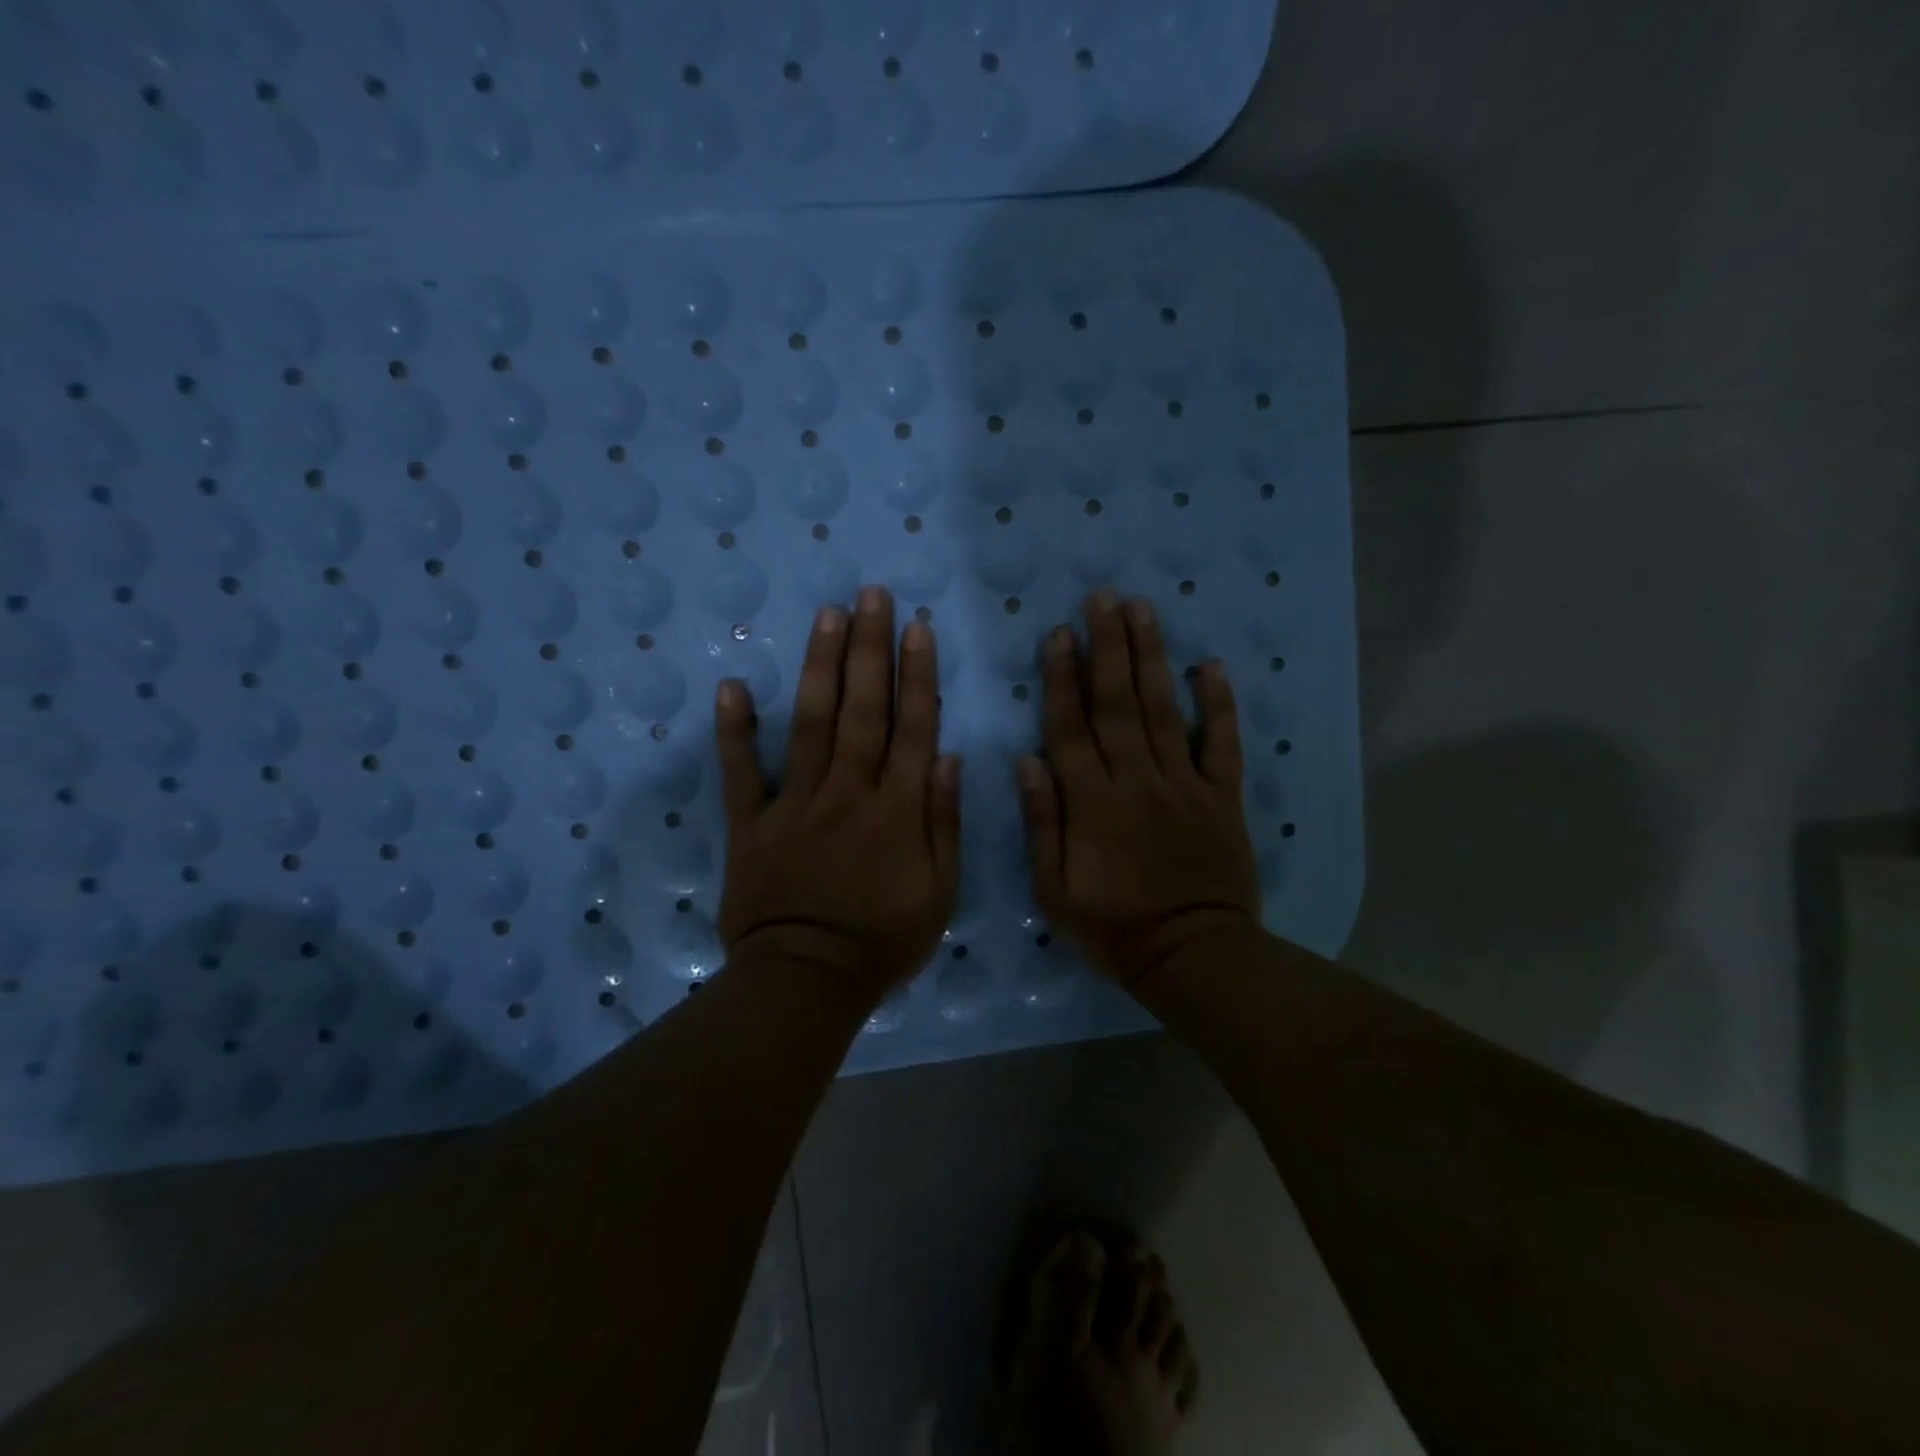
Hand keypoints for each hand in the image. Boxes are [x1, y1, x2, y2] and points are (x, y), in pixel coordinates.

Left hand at [714, 585, 960, 1005]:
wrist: (807, 982)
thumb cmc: (883, 942)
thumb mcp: (940, 892)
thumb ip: (943, 822)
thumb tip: (946, 756)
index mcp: (896, 810)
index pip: (912, 728)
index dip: (916, 675)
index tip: (917, 627)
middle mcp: (848, 793)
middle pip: (863, 711)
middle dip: (869, 649)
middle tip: (871, 595)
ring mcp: (795, 804)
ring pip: (811, 726)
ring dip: (820, 668)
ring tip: (827, 615)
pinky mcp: (751, 824)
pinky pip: (741, 773)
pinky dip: (735, 731)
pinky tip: (732, 686)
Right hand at [1019, 591, 1261, 990]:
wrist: (1193, 956)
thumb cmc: (1113, 927)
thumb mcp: (1055, 889)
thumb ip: (1042, 822)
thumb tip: (1028, 760)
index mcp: (1092, 802)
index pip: (1070, 727)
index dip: (1062, 678)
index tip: (1058, 634)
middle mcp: (1136, 780)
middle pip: (1117, 703)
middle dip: (1107, 647)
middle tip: (1102, 598)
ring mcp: (1184, 784)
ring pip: (1163, 709)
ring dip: (1151, 657)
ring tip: (1142, 609)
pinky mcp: (1222, 796)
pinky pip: (1223, 743)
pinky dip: (1220, 704)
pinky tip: (1212, 666)